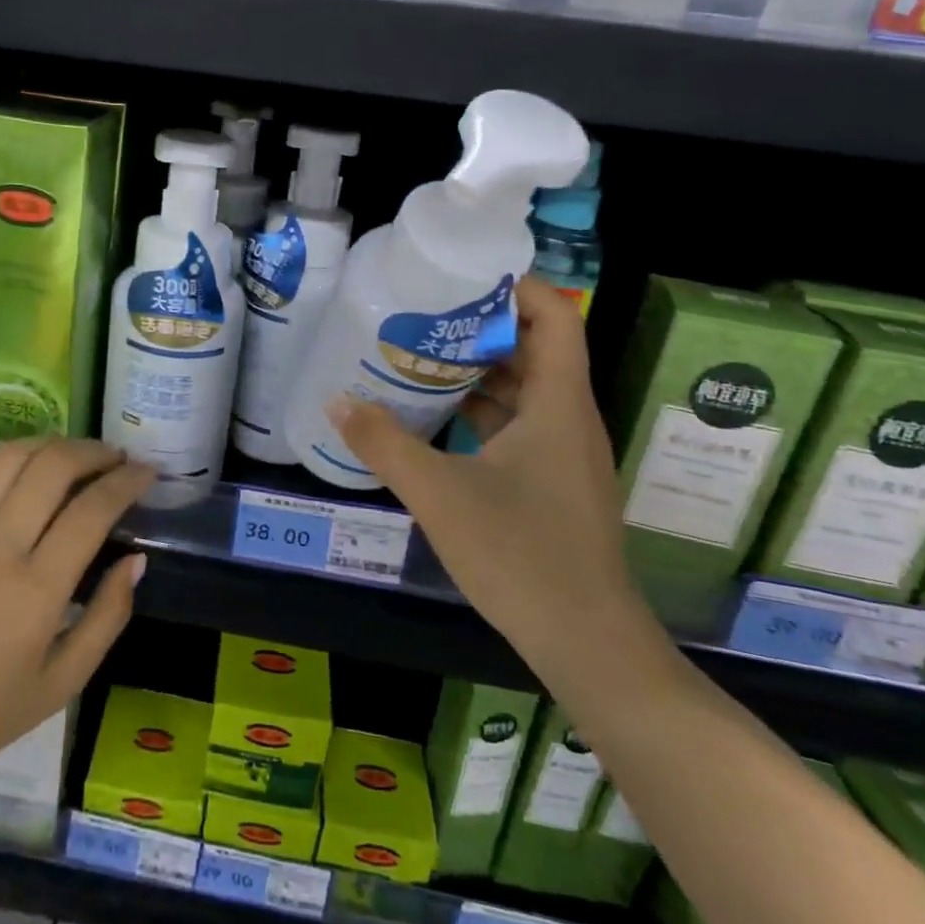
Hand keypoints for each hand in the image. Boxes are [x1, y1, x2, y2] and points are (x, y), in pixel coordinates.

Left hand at [0, 440, 151, 811]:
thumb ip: (107, 617)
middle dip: (95, 452)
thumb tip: (136, 560)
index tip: (147, 472)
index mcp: (36, 590)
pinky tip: (27, 460)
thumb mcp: (62, 683)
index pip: (92, 510)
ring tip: (77, 454)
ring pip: (13, 455)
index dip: (127, 482)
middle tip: (117, 459)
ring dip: (54, 444)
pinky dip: (9, 452)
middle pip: (54, 467)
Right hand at [327, 276, 652, 673]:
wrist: (588, 646)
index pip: (555, 316)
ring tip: (419, 356)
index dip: (515, 286)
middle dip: (480, 325)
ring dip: (477, 371)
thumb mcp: (439, 495)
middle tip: (421, 314)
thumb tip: (336, 401)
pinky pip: (518, 425)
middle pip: (534, 347)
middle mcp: (569, 418)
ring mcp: (563, 453)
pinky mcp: (553, 483)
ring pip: (523, 390)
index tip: (458, 278)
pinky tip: (434, 420)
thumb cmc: (522, 556)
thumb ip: (384, 444)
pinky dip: (480, 412)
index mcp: (558, 404)